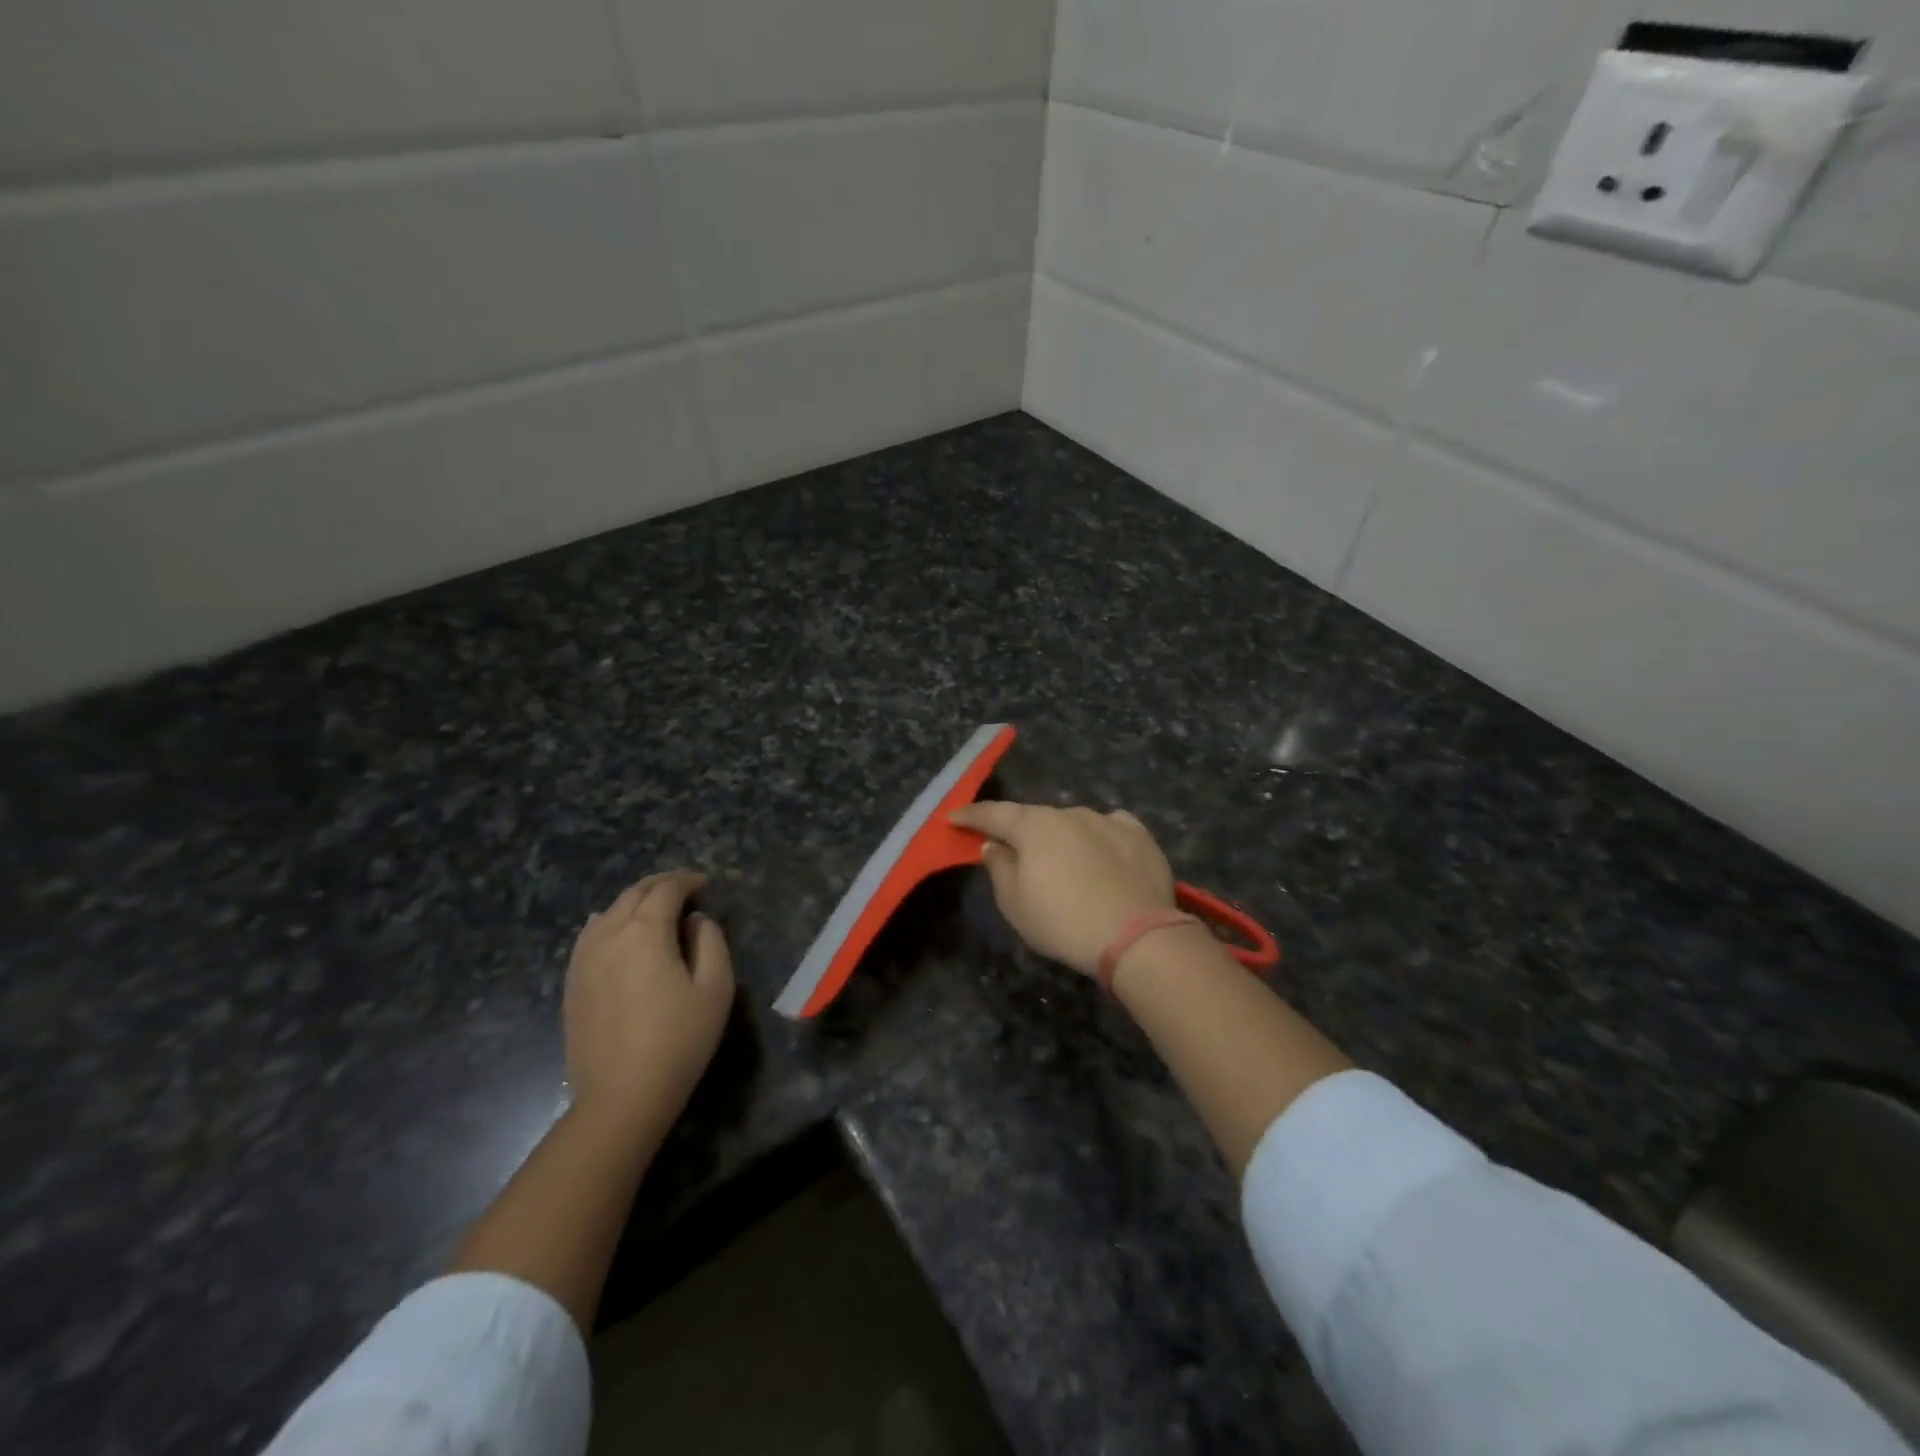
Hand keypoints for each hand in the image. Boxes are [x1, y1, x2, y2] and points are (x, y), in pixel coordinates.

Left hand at [563, 871, 733, 1133]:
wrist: (621, 1096)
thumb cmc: (679, 1039)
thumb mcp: (715, 987)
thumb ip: (711, 941)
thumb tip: (695, 921)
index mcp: (645, 931)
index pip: (666, 890)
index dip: (687, 880)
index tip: (705, 882)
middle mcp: (608, 935)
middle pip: (633, 894)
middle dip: (660, 885)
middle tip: (684, 887)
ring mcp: (583, 959)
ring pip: (608, 912)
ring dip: (634, 902)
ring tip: (654, 909)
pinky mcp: (572, 983)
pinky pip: (590, 936)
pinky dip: (610, 922)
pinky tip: (618, 934)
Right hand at [948, 802, 1178, 976]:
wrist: (1138, 937)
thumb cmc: (1064, 923)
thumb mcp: (1015, 905)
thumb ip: (999, 868)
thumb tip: (994, 845)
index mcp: (1034, 826)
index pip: (993, 814)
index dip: (971, 816)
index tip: (953, 818)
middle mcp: (1070, 813)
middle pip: (1036, 818)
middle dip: (1021, 832)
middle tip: (1015, 853)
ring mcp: (1108, 820)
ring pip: (1073, 823)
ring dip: (1062, 838)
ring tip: (1065, 865)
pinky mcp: (1140, 835)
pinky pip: (1110, 828)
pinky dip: (1099, 838)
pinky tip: (1103, 854)